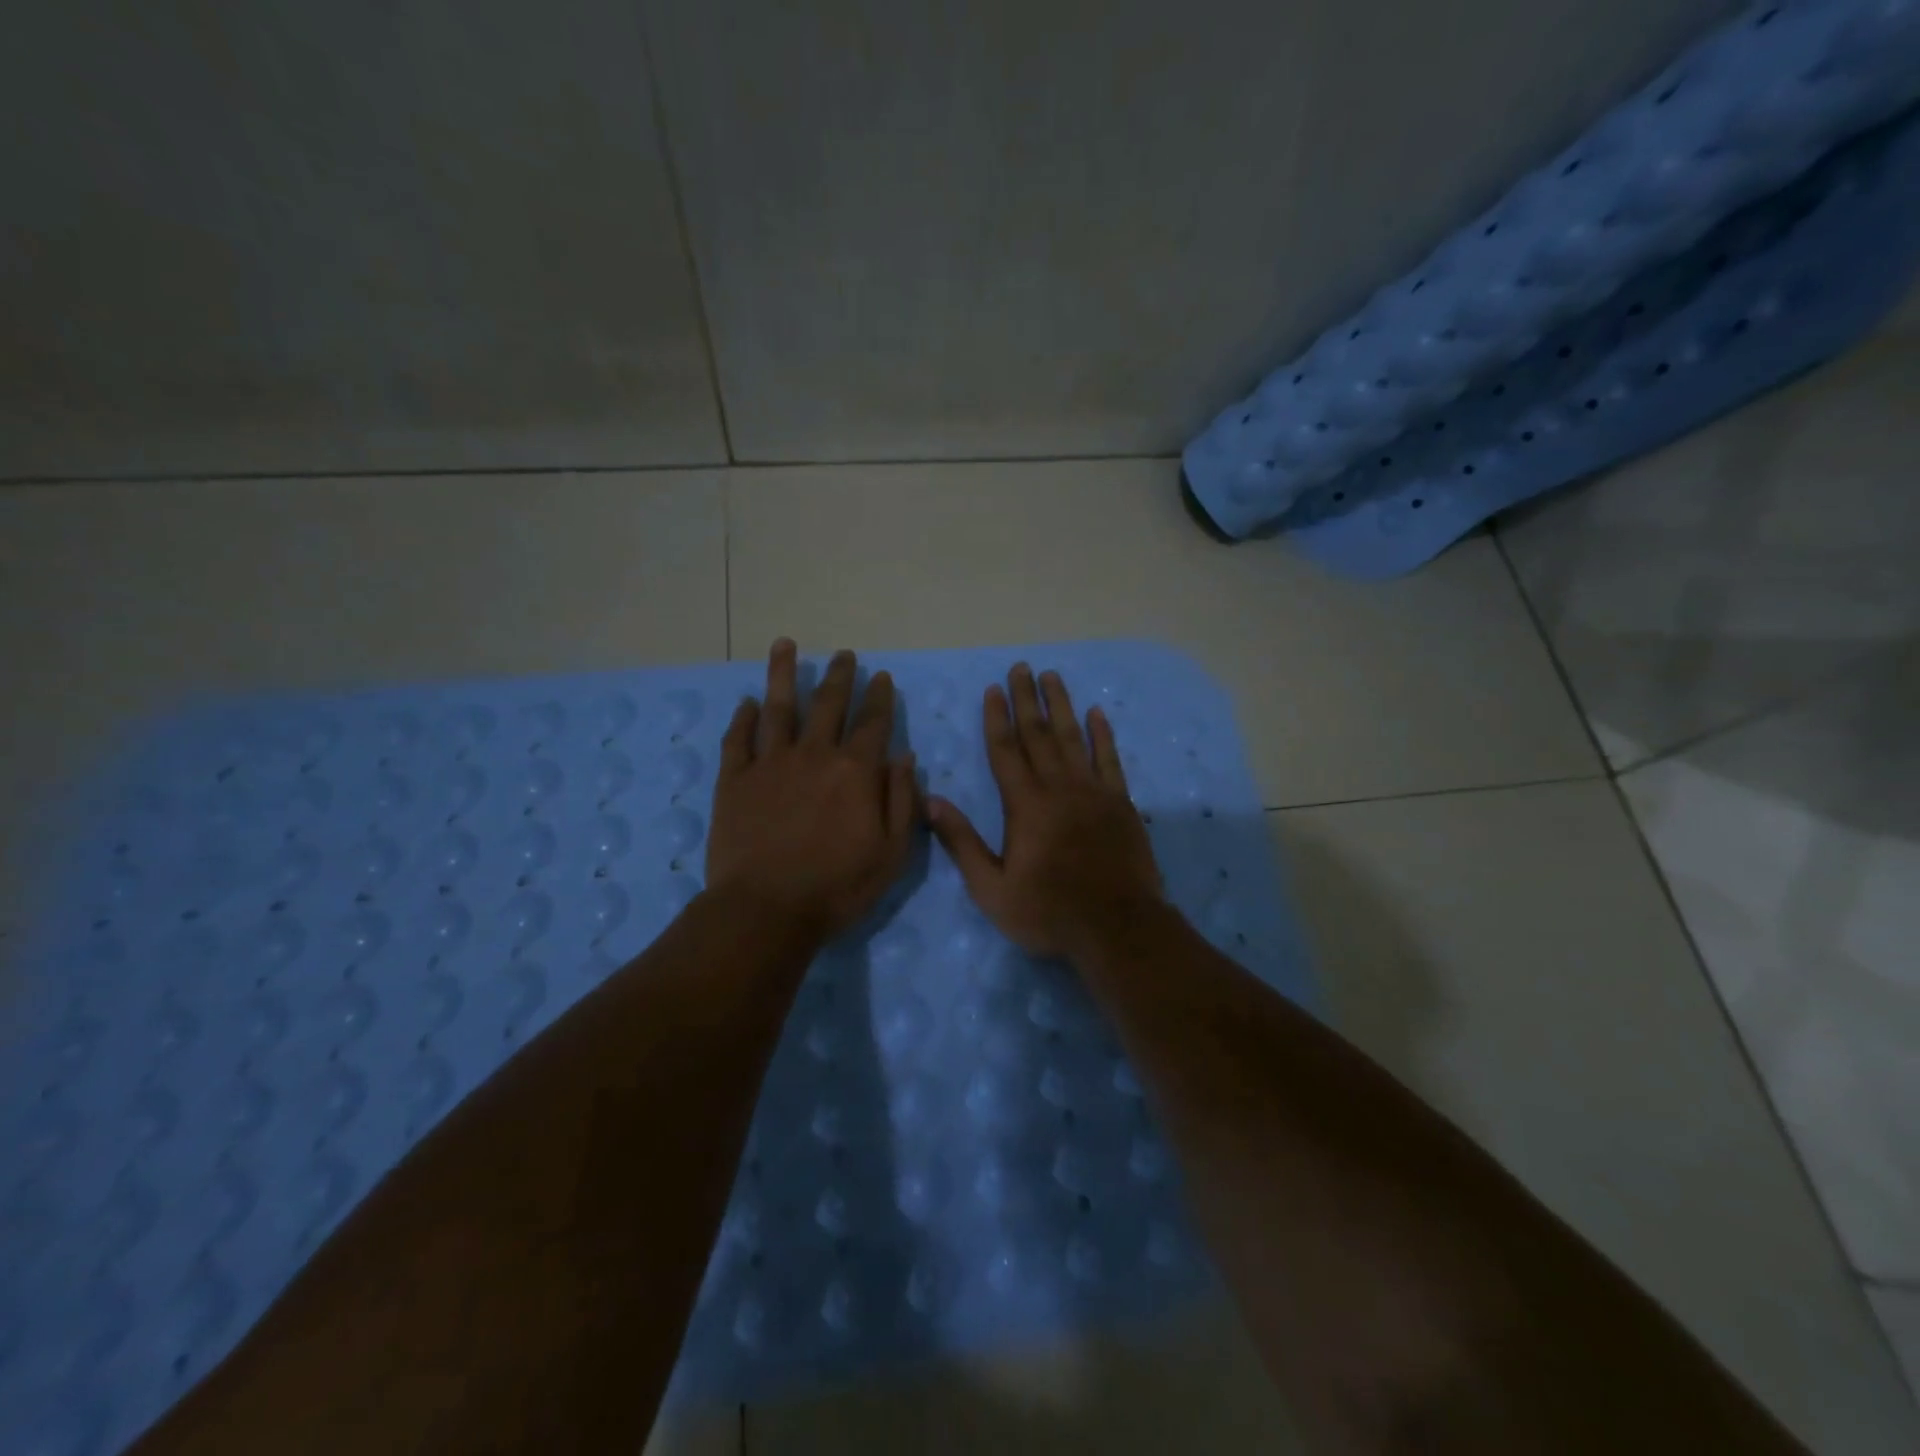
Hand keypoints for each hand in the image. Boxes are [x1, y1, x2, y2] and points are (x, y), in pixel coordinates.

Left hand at [706, 640, 918, 941]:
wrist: (766, 911)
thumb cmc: (838, 887)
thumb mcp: (892, 853)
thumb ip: (901, 801)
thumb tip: (905, 757)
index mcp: (855, 771)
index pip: (873, 722)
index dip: (879, 697)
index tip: (881, 676)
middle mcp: (813, 755)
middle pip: (828, 704)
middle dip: (840, 676)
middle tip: (845, 654)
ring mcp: (769, 764)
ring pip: (778, 707)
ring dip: (784, 674)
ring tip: (785, 645)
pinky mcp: (734, 780)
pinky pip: (738, 739)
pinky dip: (743, 718)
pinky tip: (747, 702)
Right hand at [928, 663, 1162, 960]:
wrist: (1117, 927)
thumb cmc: (1048, 912)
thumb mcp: (992, 889)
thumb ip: (962, 842)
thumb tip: (931, 801)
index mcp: (1025, 805)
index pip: (1006, 750)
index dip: (997, 718)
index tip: (993, 688)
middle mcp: (1058, 788)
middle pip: (1038, 734)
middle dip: (1027, 699)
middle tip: (1022, 667)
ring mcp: (1094, 792)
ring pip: (1073, 738)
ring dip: (1061, 705)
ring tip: (1053, 676)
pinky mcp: (1121, 803)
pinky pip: (1110, 759)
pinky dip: (1103, 735)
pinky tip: (1097, 714)